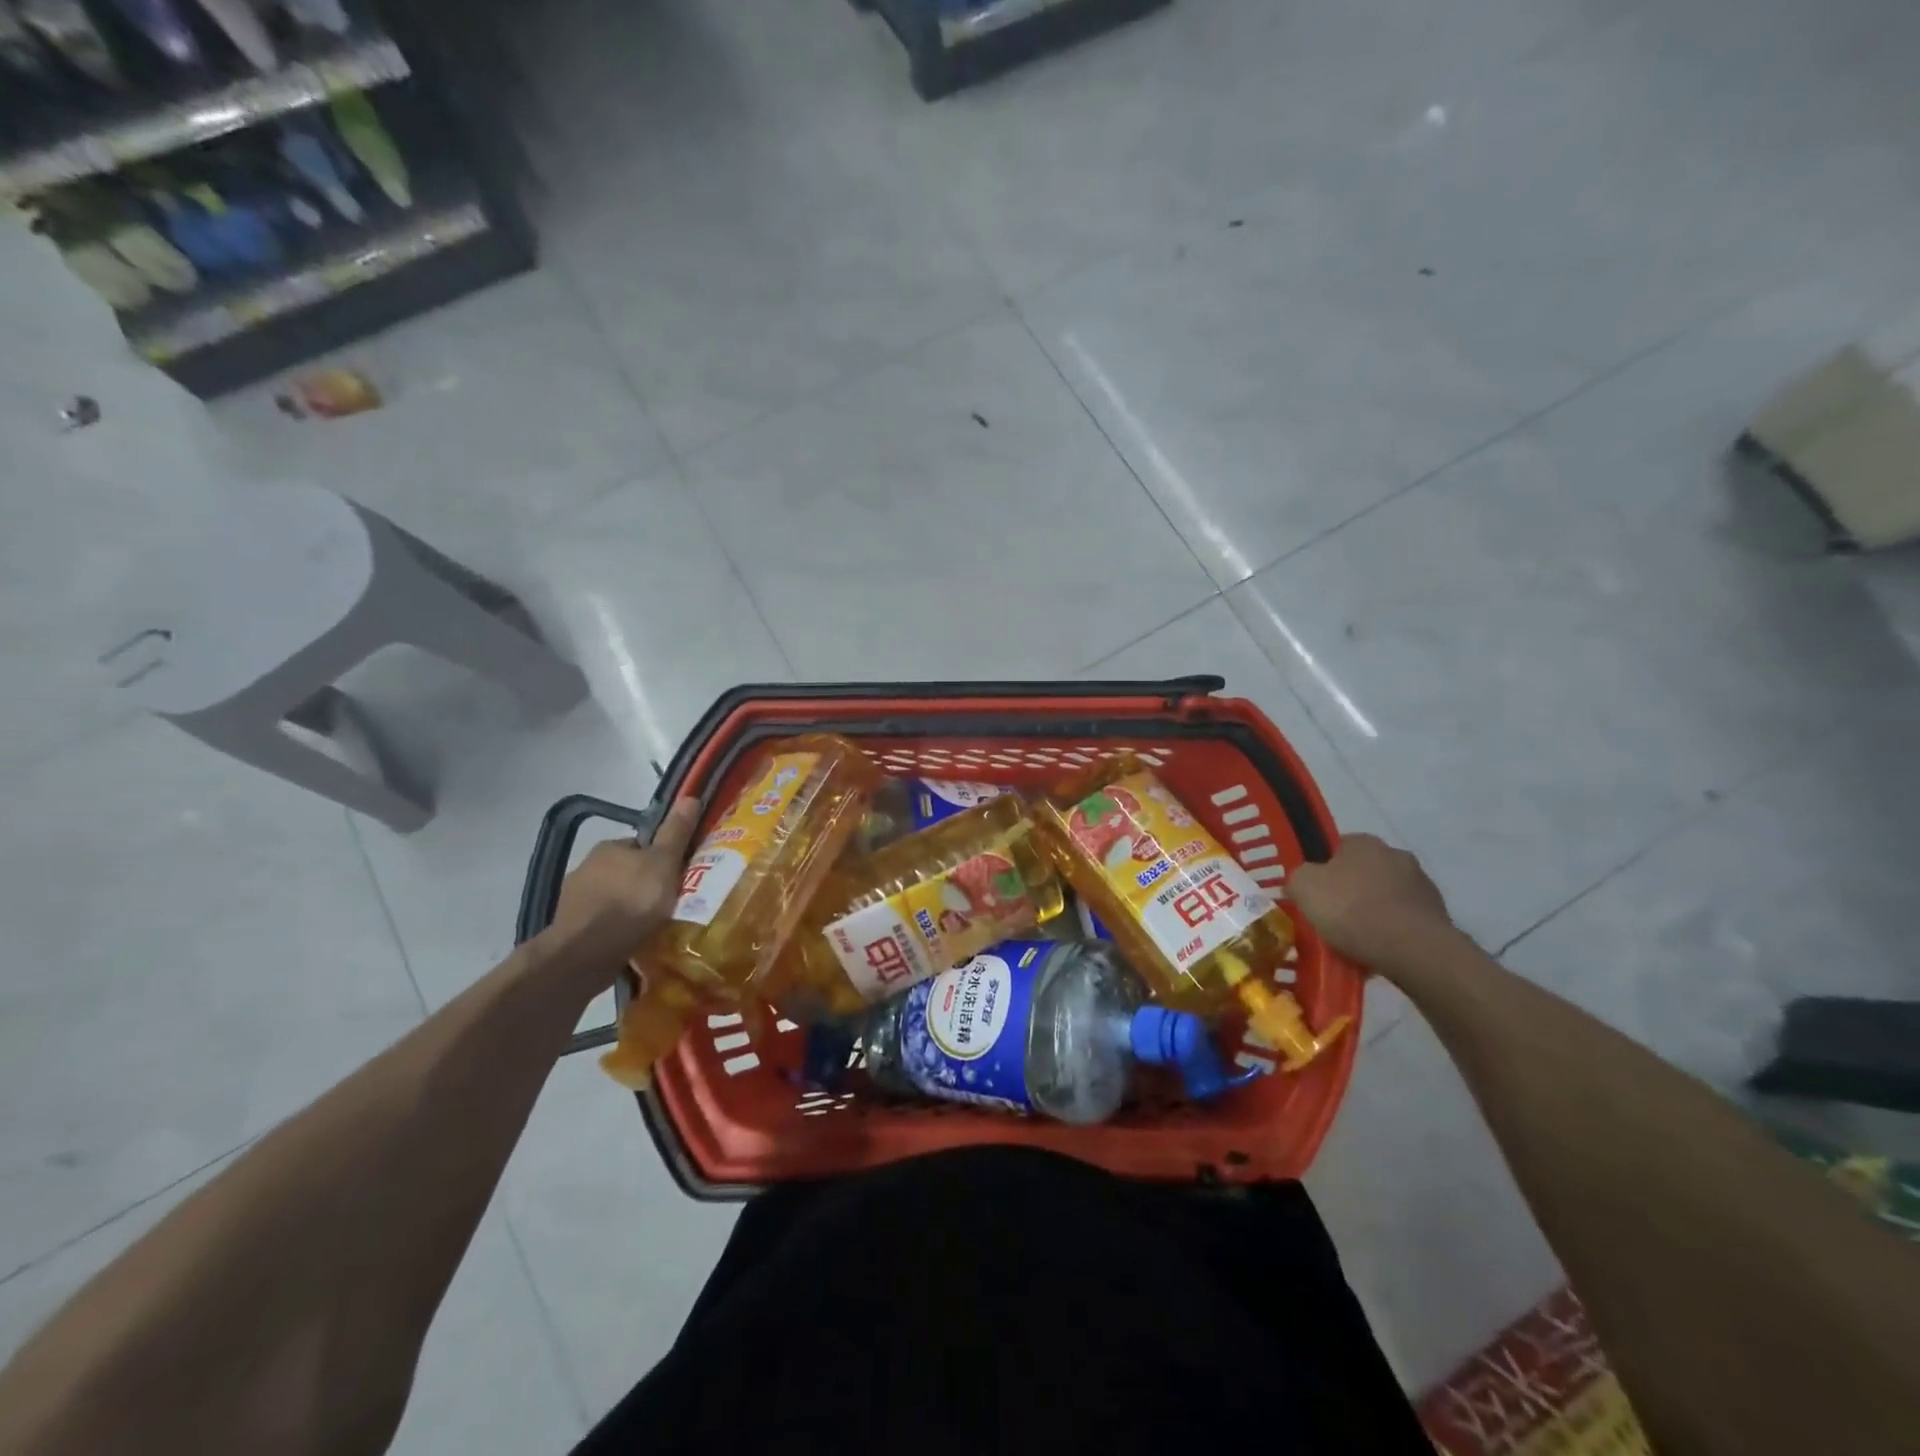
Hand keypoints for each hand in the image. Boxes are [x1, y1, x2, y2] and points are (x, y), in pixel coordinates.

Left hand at [547, 797, 701, 966]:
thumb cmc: (632, 900)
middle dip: (644, 884)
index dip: (662, 858)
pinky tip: (631, 941)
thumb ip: (676, 833)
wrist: (587, 951)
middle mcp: (587, 866)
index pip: (641, 846)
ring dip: (628, 908)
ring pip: (612, 898)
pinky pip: (601, 923)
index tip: (677, 876)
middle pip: (626, 871)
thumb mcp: (664, 862)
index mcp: (610, 847)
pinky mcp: (570, 928)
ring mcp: (575, 899)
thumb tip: (690, 795)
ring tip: (653, 926)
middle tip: (669, 903)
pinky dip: (615, 929)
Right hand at [1287, 833, 1453, 969]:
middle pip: (1362, 873)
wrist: (1413, 950)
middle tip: (1330, 918)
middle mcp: (1396, 854)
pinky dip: (1391, 933)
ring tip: (1354, 942)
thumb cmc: (1351, 909)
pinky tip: (1378, 952)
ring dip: (1372, 913)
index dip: (1320, 870)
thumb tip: (1303, 884)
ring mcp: (1422, 885)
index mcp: (1363, 842)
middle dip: (1349, 891)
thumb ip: (1298, 878)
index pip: (1335, 848)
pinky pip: (1404, 921)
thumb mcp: (1303, 886)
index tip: (1312, 894)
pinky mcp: (1439, 916)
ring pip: (1384, 898)